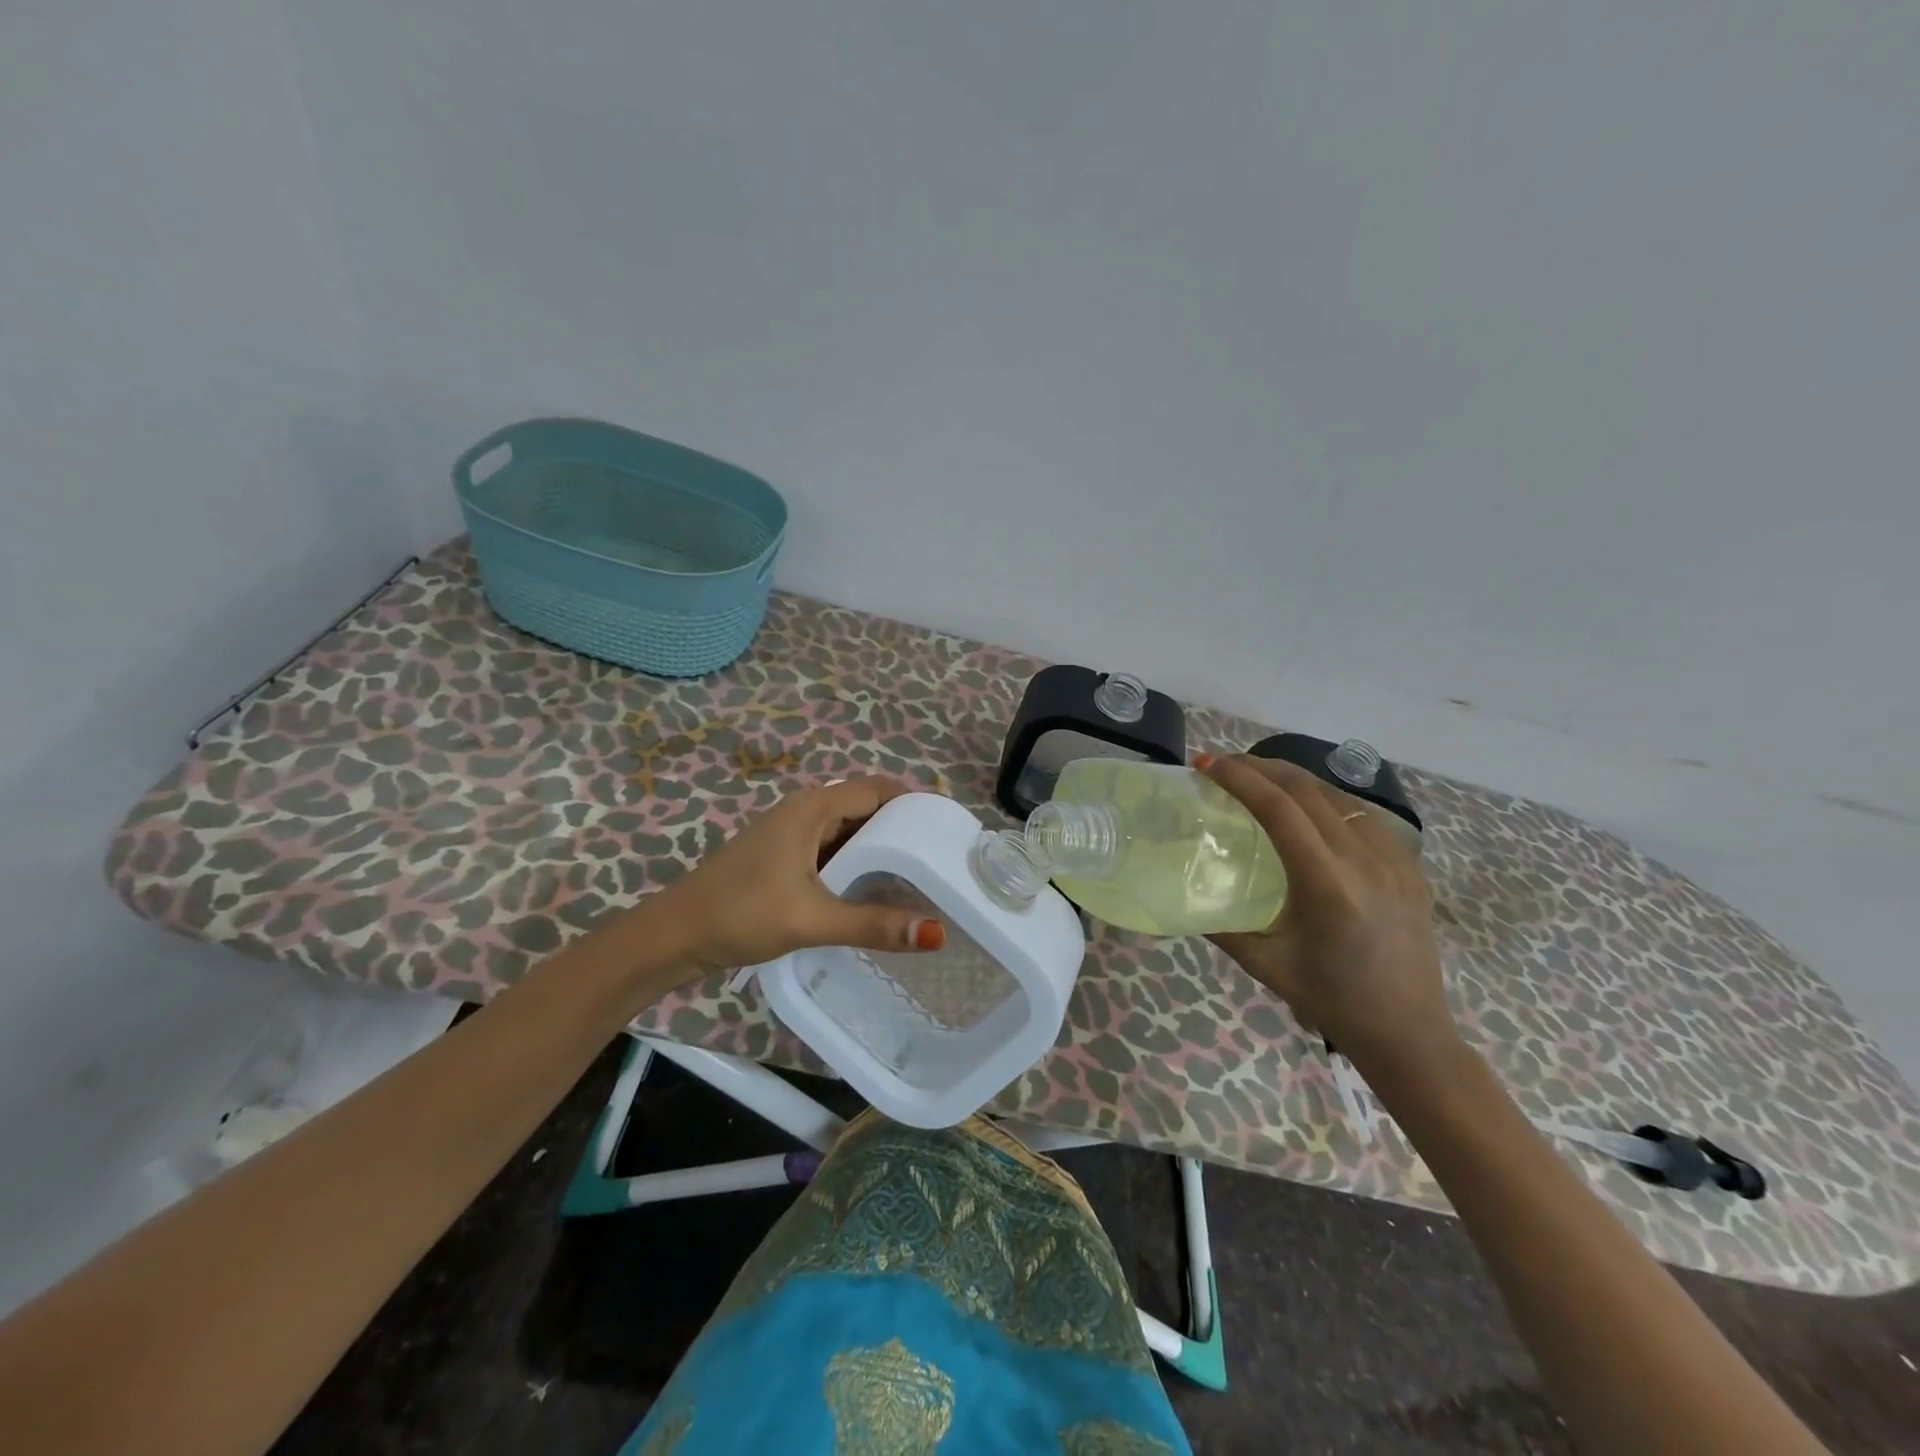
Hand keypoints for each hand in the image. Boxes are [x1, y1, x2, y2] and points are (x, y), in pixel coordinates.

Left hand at [654, 776, 946, 977]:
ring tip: (919, 872)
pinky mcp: (783, 858)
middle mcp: (804, 812)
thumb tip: (937, 934)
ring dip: (879, 846)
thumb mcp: (812, 919)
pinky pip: (831, 849)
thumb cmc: (741, 913)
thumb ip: (874, 924)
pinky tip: (874, 889)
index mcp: (812, 808)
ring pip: (847, 830)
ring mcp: (790, 835)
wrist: (674, 935)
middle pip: (864, 806)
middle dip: (902, 825)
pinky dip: (857, 862)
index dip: (913, 800)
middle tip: (941, 853)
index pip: (876, 788)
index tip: (947, 824)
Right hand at [1198, 754, 1454, 1069]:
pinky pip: (1362, 814)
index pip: (1280, 809)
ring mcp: (1395, 859)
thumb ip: (1218, 925)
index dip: (1240, 779)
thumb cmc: (1331, 1000)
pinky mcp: (1410, 866)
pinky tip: (1307, 808)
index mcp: (1328, 885)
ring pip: (1337, 794)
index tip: (1207, 765)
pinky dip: (1325, 798)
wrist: (1409, 1033)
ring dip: (1293, 778)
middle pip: (1307, 789)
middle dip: (1260, 767)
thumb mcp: (1264, 964)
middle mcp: (1366, 860)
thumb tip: (1177, 897)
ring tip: (1258, 778)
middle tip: (1223, 765)